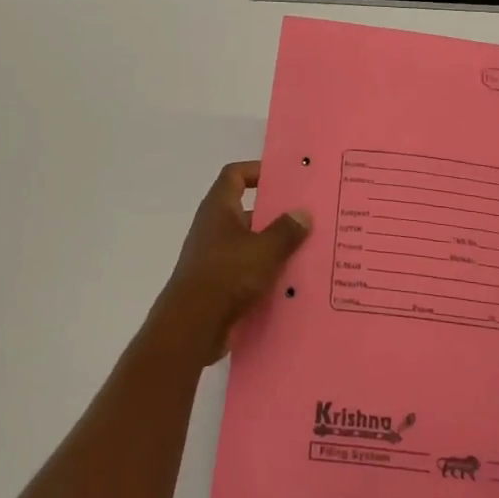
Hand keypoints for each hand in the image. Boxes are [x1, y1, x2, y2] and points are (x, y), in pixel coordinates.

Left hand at [154, 161, 310, 366]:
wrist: (191, 327)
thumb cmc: (227, 275)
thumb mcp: (265, 250)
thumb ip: (286, 230)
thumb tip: (302, 213)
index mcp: (219, 208)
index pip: (235, 174)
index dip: (257, 170)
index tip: (284, 178)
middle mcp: (213, 228)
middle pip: (246, 210)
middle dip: (275, 214)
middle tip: (307, 217)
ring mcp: (213, 257)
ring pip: (249, 244)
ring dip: (273, 247)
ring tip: (307, 250)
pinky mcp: (217, 285)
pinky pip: (246, 271)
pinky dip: (265, 273)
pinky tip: (291, 282)